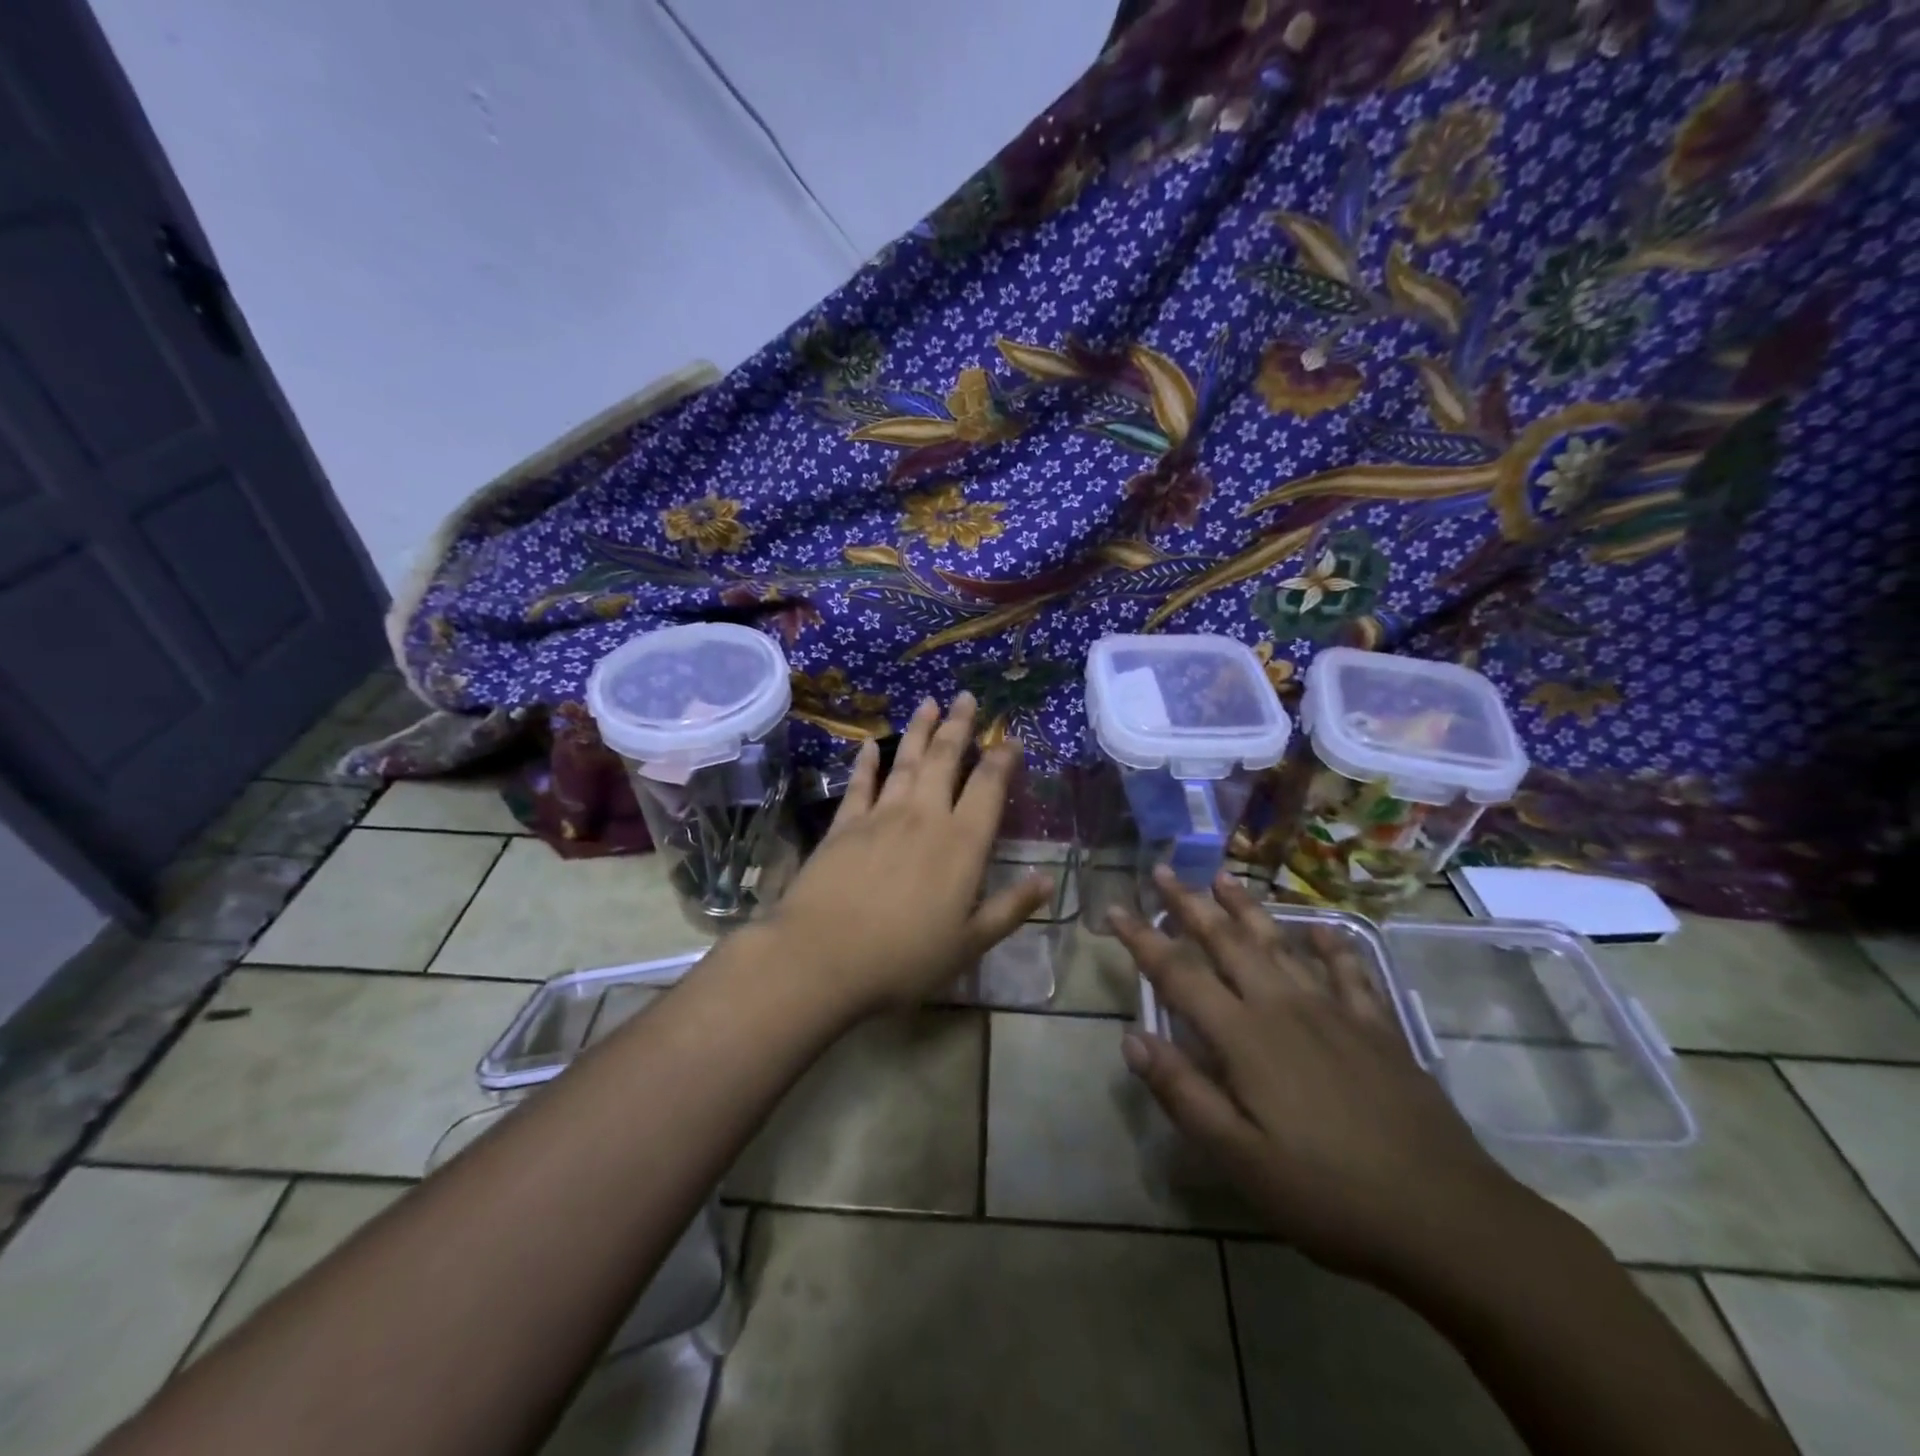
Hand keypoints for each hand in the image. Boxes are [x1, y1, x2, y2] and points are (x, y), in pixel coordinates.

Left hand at [765, 693, 1052, 1014]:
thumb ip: (1010, 909)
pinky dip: (867, 761)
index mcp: (961, 844)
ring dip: (919, 730)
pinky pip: (860, 784)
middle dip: (959, 726)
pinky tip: (870, 743)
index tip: (1011, 739)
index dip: (1003, 759)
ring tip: (929, 702)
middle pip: (946, 759)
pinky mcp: (844, 825)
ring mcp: (881, 816)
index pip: (989, 787)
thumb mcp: (969, 944)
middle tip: (967, 697)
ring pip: (906, 762)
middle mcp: (924, 817)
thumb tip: (1047, 880)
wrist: (823, 957)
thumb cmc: (904, 958)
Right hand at [1113, 867, 1539, 1286]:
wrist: (1448, 1218)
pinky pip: (1350, 971)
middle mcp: (1284, 1007)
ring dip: (1247, 908)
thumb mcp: (1240, 1160)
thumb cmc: (1329, 1195)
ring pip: (1280, 944)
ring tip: (1224, 877)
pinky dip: (1332, 944)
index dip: (1143, 939)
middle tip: (1164, 870)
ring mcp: (1336, 1011)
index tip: (1116, 908)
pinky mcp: (1378, 1028)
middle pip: (1227, 942)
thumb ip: (1184, 1094)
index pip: (1179, 975)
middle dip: (1190, 904)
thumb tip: (1132, 1038)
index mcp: (1245, 1037)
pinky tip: (1322, 928)